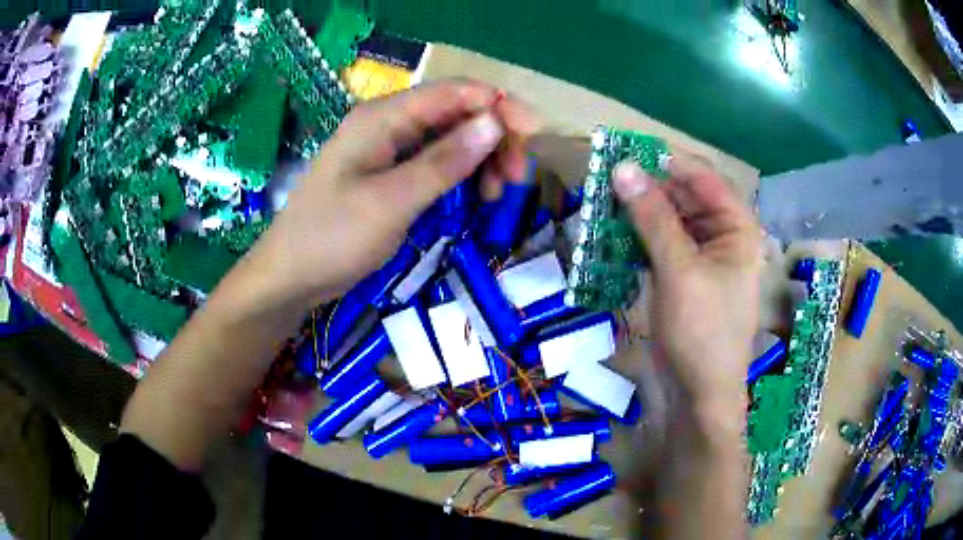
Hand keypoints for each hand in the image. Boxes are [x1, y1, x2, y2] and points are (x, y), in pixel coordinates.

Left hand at [252, 80, 536, 309]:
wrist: (291, 276)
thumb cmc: (333, 237)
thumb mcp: (392, 201)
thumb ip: (444, 161)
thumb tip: (495, 122)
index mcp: (383, 117)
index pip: (454, 92)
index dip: (499, 105)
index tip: (534, 134)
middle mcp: (387, 123)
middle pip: (456, 113)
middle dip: (493, 137)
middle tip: (514, 178)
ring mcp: (387, 149)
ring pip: (449, 138)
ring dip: (480, 158)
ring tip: (495, 194)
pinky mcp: (388, 173)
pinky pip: (434, 162)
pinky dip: (460, 175)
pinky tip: (473, 196)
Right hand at [614, 157, 761, 428]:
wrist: (698, 392)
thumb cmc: (702, 330)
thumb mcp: (679, 269)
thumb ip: (653, 217)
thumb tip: (623, 168)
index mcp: (736, 227)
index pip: (702, 177)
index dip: (665, 161)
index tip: (624, 149)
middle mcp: (721, 234)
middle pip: (683, 195)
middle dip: (647, 186)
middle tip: (604, 175)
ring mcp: (699, 255)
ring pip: (667, 218)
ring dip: (637, 210)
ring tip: (601, 198)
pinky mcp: (680, 274)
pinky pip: (658, 241)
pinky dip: (636, 235)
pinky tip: (610, 229)